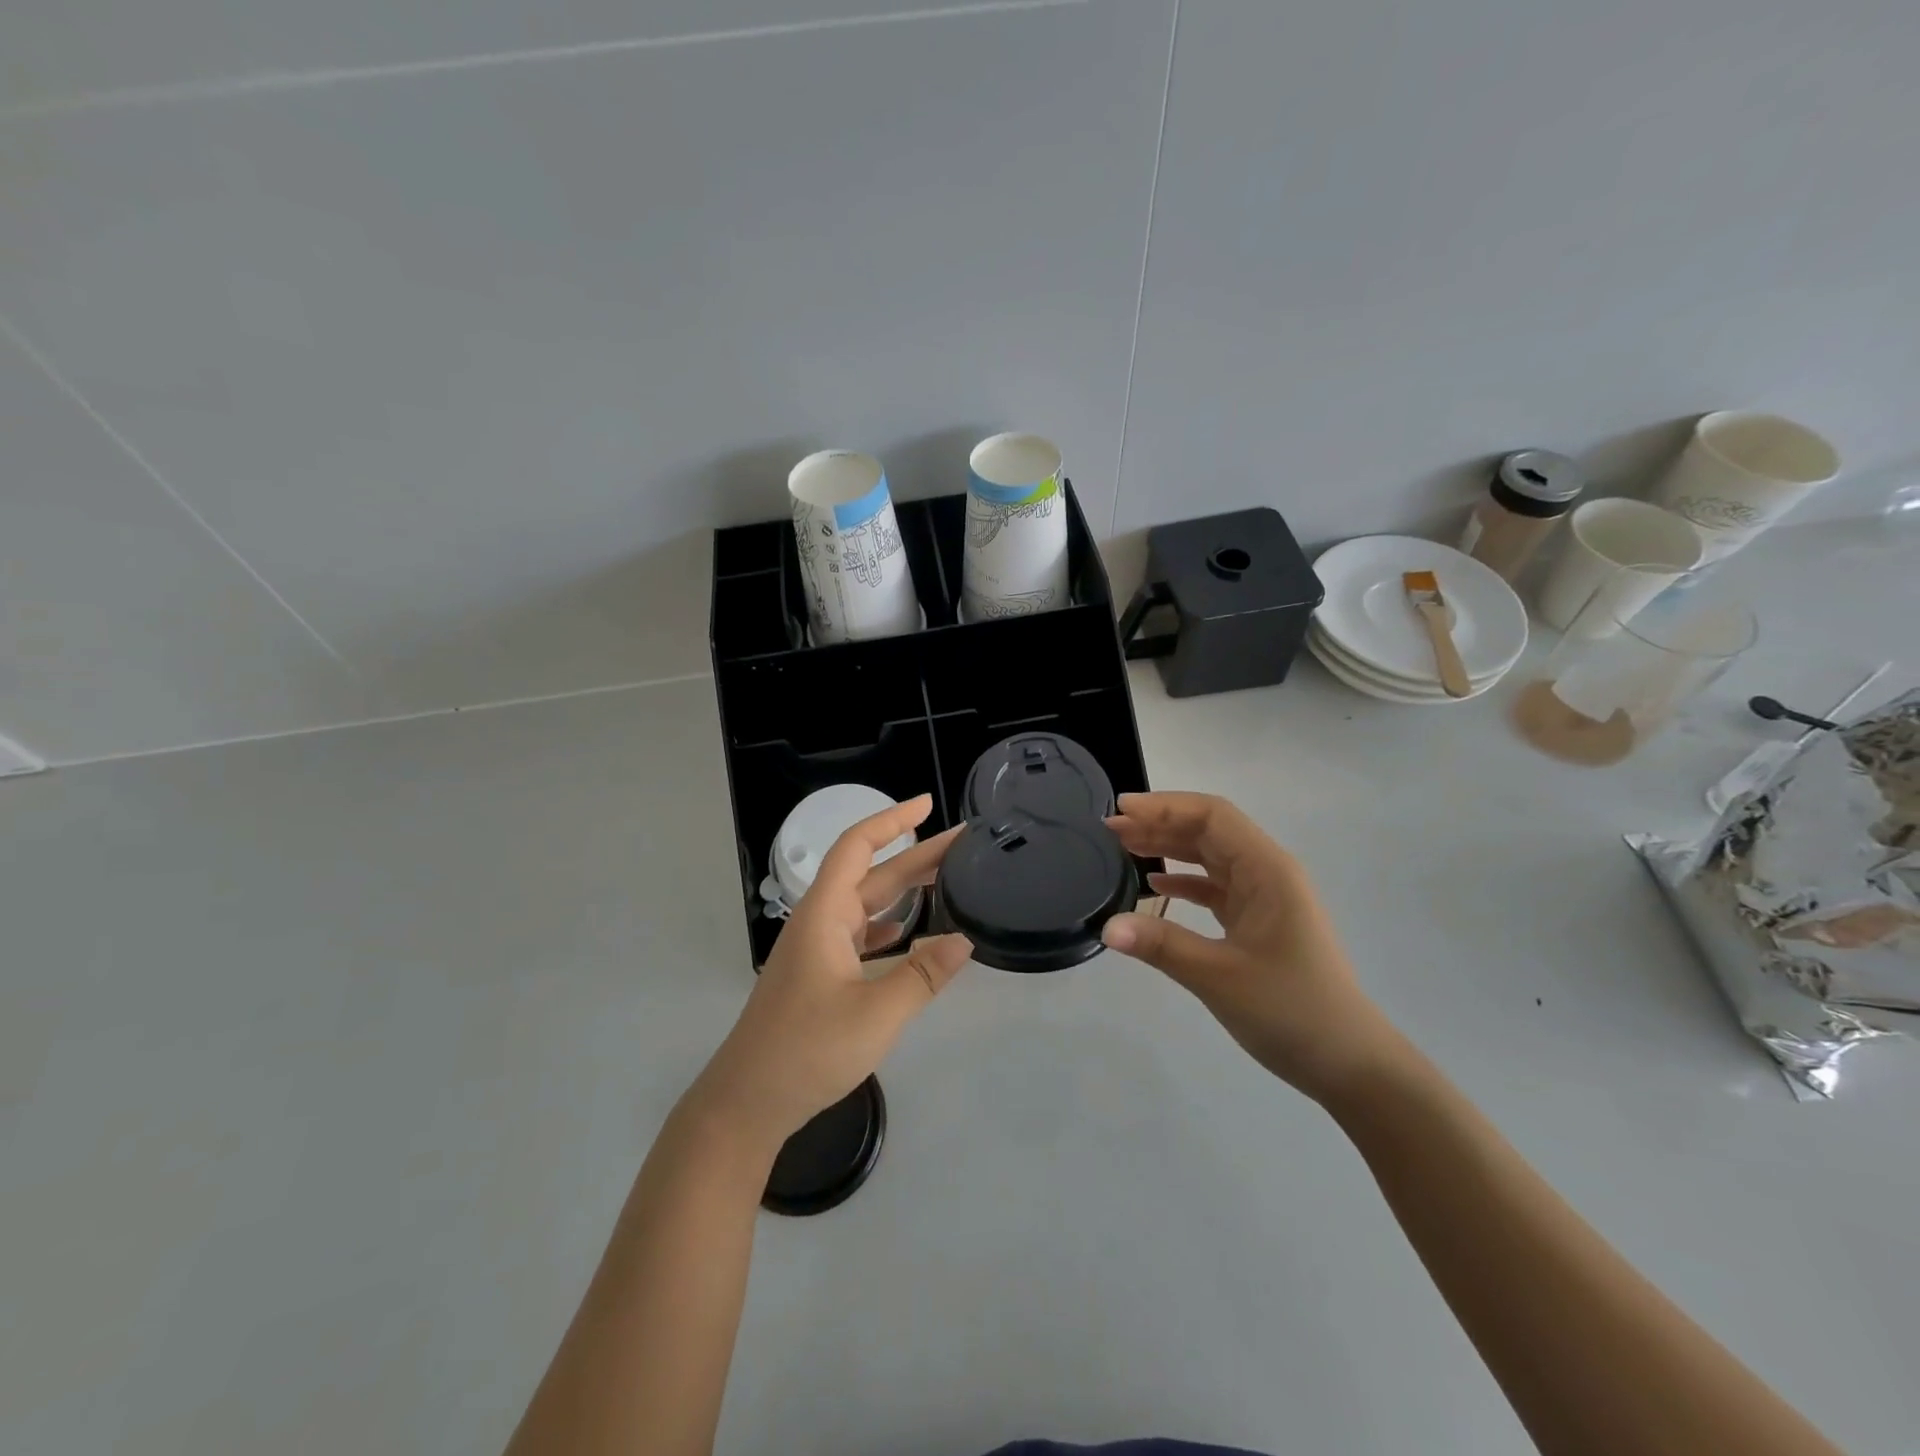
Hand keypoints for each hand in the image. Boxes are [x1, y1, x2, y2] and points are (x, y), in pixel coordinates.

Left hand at [690, 795, 971, 1148]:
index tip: (926, 804)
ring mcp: (817, 950)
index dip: (891, 820)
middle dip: (914, 855)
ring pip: (867, 906)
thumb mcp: (875, 1014)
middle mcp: (819, 922)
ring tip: (948, 880)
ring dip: (904, 890)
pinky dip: (888, 925)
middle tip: (962, 845)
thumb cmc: (807, 1050)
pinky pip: (860, 934)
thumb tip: (964, 940)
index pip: (857, 847)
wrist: (748, 1102)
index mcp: (824, 915)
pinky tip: (911, 934)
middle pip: (870, 874)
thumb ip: (922, 976)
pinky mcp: (819, 975)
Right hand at [1101, 791, 1400, 1101]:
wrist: (1350, 1063)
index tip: (1122, 809)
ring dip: (1170, 848)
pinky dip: (1185, 881)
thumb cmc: (1291, 1011)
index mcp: (1267, 871)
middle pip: (1210, 831)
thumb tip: (1106, 927)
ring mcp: (1266, 897)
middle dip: (1161, 824)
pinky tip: (1156, 886)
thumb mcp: (1219, 977)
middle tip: (1111, 829)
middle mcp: (1268, 873)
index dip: (1166, 806)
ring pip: (1211, 857)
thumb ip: (1161, 945)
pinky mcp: (1260, 921)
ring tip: (1125, 847)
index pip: (1213, 816)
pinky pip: (1217, 887)